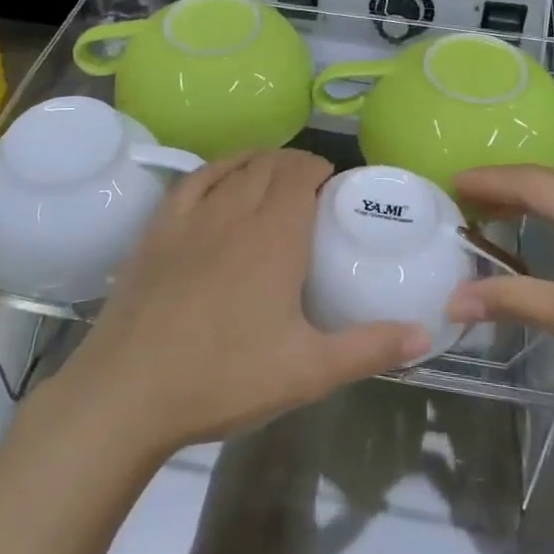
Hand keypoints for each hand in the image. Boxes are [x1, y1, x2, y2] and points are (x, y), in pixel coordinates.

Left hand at [50, 149, 433, 457]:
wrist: (128, 392)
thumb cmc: (224, 378)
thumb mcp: (308, 372)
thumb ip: (369, 348)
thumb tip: (425, 334)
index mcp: (274, 236)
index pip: (301, 174)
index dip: (319, 169)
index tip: (333, 185)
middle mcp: (234, 211)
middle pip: (269, 164)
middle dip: (294, 164)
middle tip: (311, 188)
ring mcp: (190, 217)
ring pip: (232, 166)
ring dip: (258, 161)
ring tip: (273, 175)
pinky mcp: (157, 229)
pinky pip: (192, 180)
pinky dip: (216, 169)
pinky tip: (221, 179)